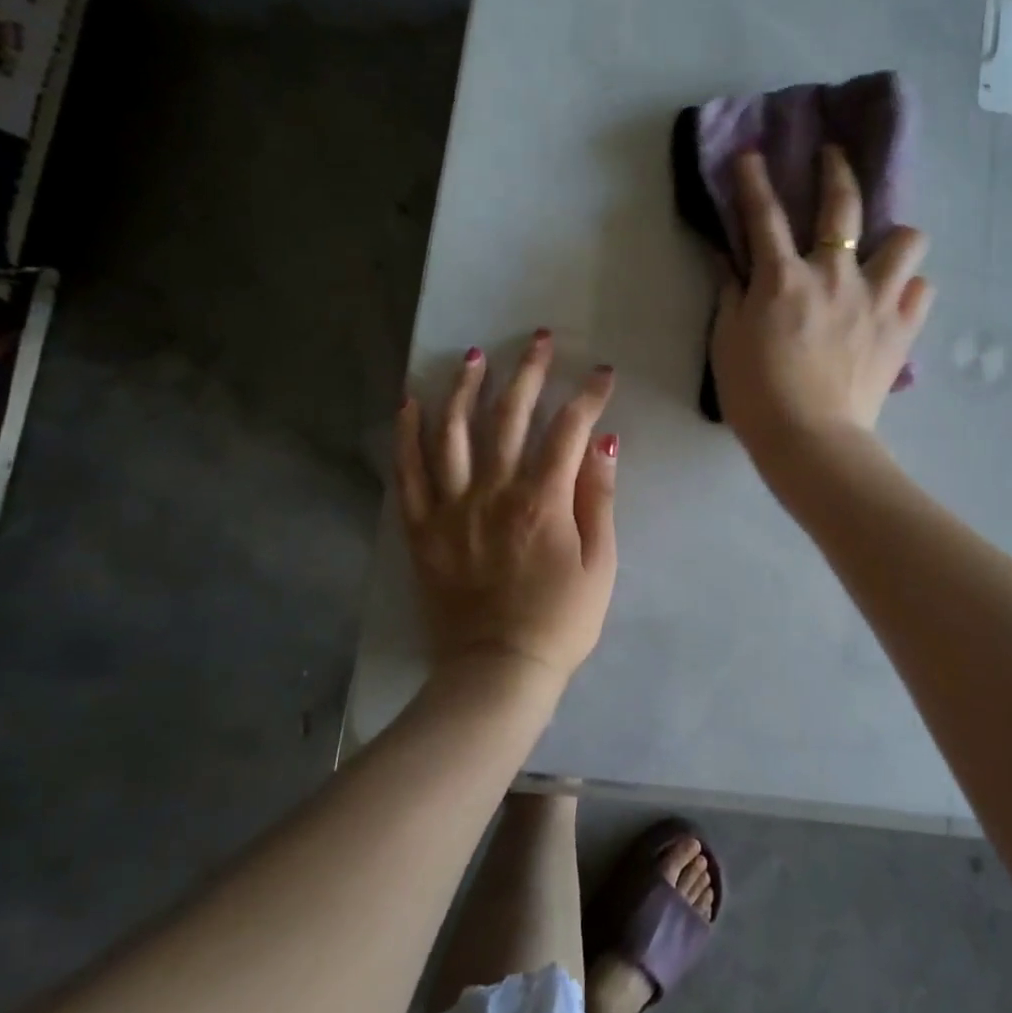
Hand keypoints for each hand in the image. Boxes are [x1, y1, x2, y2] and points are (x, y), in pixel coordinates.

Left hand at [395, 332, 618, 690]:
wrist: (496, 673)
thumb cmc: (560, 621)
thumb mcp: (600, 565)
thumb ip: (599, 498)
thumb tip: (603, 442)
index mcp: (542, 501)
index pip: (569, 430)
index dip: (588, 396)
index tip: (603, 374)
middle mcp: (493, 493)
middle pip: (509, 417)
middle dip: (529, 372)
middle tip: (540, 339)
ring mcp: (451, 508)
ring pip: (453, 433)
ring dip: (465, 388)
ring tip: (474, 355)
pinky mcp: (423, 529)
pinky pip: (409, 473)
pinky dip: (408, 434)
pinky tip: (411, 403)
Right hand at [710, 147, 932, 475]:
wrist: (810, 441)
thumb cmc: (756, 394)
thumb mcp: (726, 342)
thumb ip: (730, 294)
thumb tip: (729, 260)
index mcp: (784, 278)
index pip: (765, 215)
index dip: (754, 180)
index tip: (751, 155)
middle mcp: (834, 275)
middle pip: (842, 205)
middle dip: (835, 170)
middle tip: (832, 155)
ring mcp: (875, 300)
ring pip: (907, 241)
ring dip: (894, 236)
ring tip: (883, 246)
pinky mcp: (901, 330)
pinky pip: (922, 291)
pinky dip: (910, 289)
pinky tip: (896, 298)